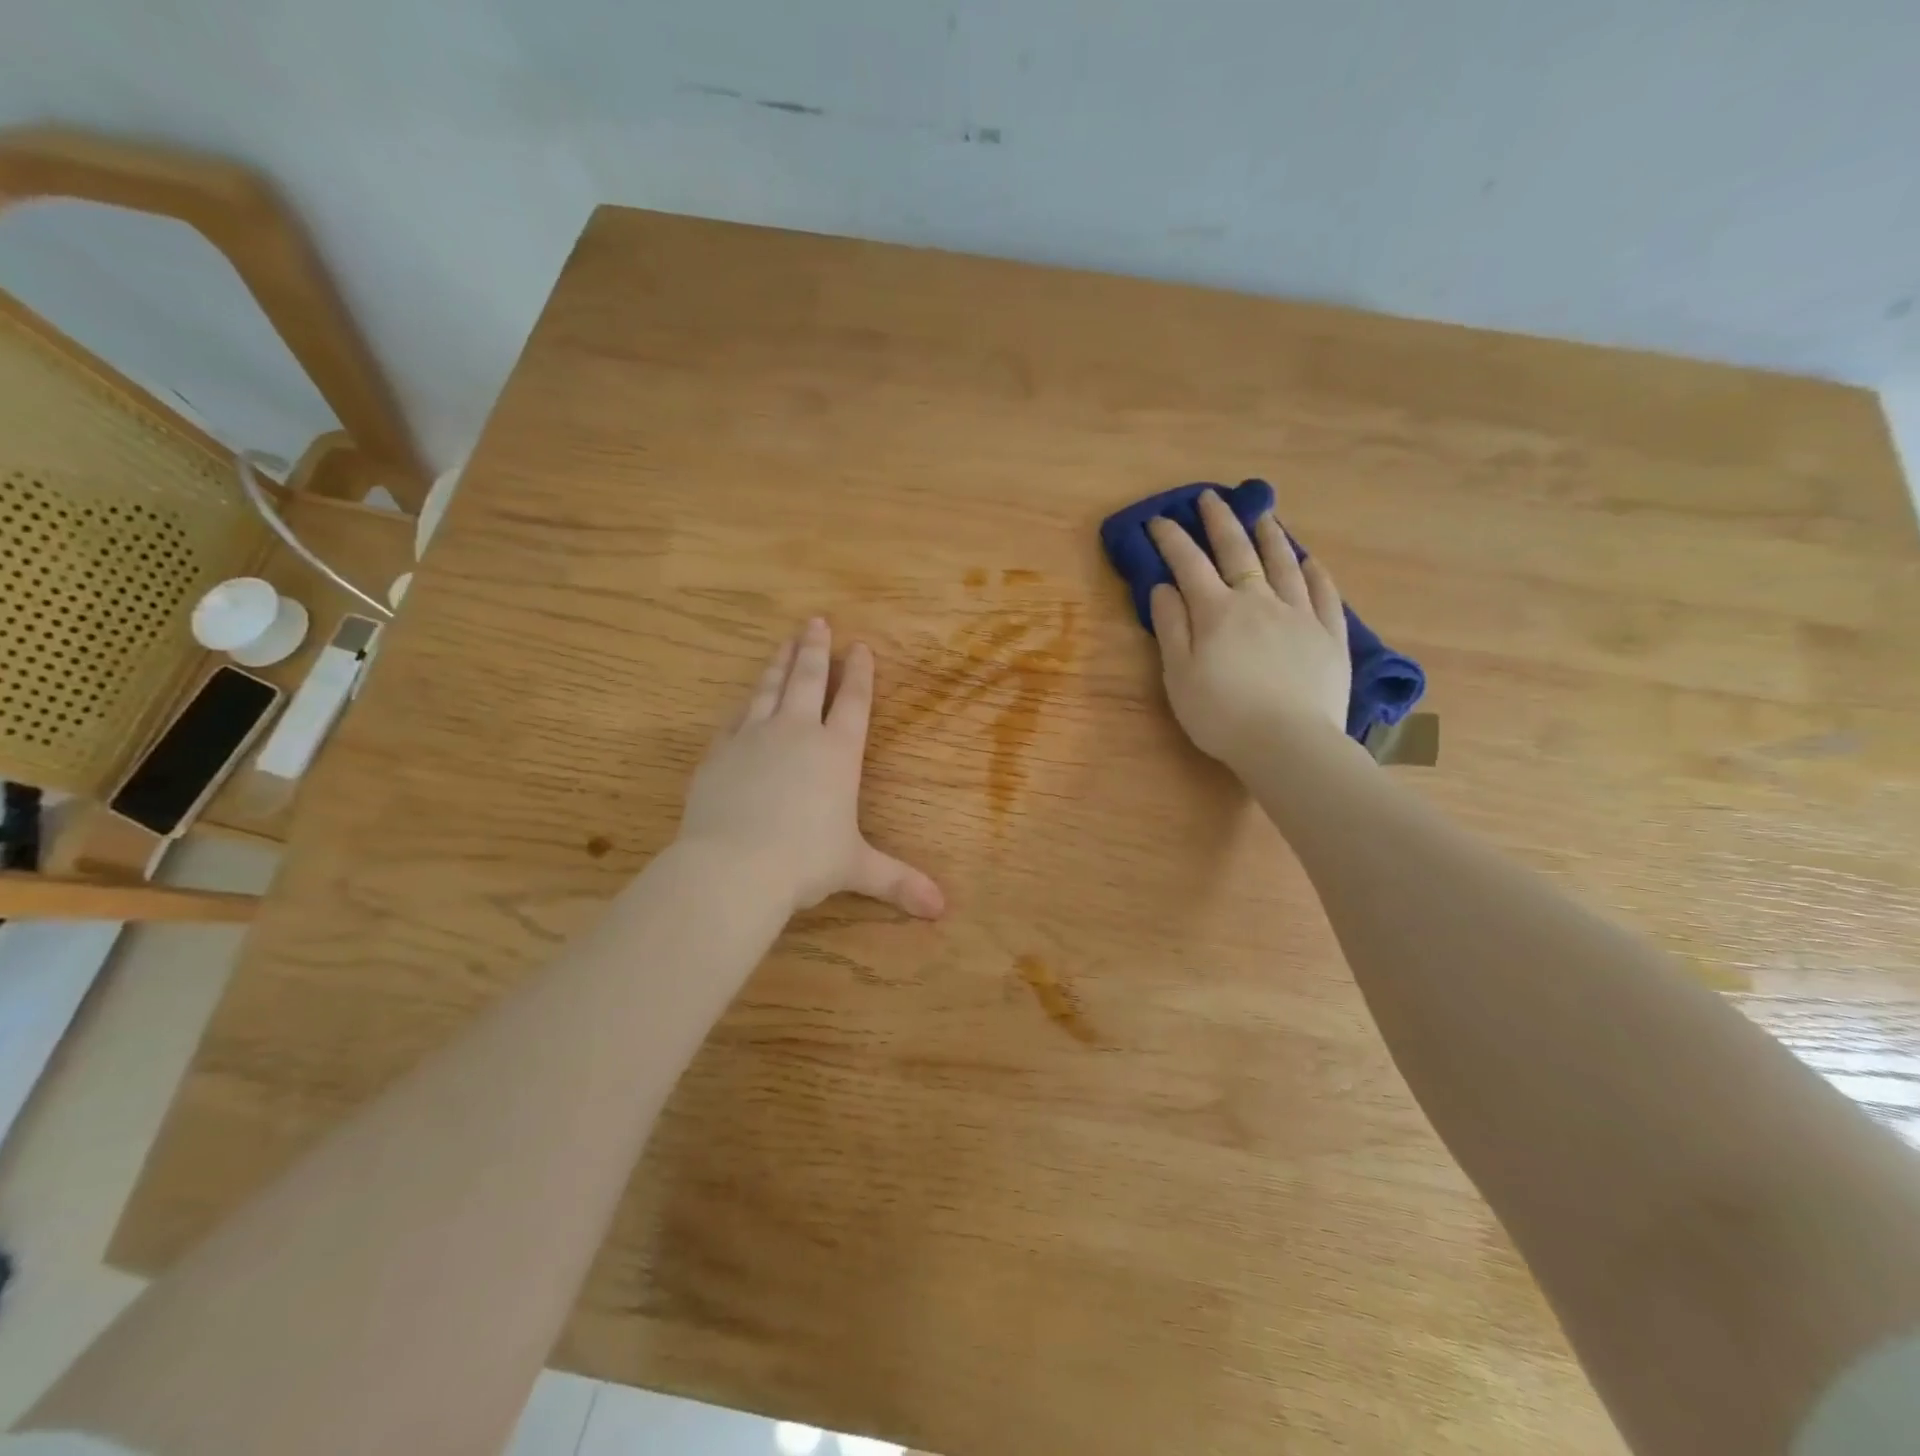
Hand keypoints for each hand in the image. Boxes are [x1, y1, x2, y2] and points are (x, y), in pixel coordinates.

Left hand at [678, 618, 944, 918]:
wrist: (733, 867)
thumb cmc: (804, 862)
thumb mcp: (856, 869)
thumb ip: (898, 881)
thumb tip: (942, 909)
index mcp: (837, 753)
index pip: (853, 702)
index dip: (859, 673)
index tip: (860, 646)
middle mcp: (797, 734)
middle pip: (808, 680)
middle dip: (816, 649)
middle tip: (816, 621)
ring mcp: (753, 738)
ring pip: (769, 688)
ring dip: (779, 663)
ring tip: (785, 641)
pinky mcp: (719, 752)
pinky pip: (734, 718)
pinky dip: (743, 704)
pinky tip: (744, 699)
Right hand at [1146, 490, 1351, 768]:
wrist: (1288, 744)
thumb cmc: (1222, 715)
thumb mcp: (1179, 675)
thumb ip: (1172, 627)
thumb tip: (1164, 586)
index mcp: (1217, 612)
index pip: (1189, 564)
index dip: (1172, 539)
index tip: (1159, 519)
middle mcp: (1259, 602)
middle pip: (1238, 552)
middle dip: (1220, 522)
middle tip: (1210, 498)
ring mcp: (1299, 615)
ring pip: (1283, 564)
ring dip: (1270, 536)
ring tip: (1263, 515)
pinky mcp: (1329, 636)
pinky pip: (1324, 594)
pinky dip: (1314, 573)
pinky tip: (1309, 561)